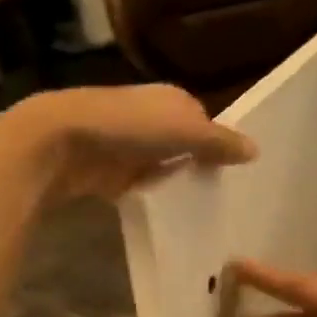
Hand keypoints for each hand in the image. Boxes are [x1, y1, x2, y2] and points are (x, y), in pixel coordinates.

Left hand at [0, 85, 255, 203]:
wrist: (61, 140)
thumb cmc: (129, 126)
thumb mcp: (185, 130)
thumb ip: (220, 142)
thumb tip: (256, 150)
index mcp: (171, 99)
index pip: (205, 122)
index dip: (219, 146)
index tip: (235, 175)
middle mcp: (150, 118)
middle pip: (182, 147)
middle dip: (197, 168)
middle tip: (223, 199)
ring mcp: (127, 146)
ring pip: (161, 168)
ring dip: (174, 185)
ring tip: (201, 213)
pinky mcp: (108, 173)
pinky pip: (139, 188)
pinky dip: (150, 198)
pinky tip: (167, 217)